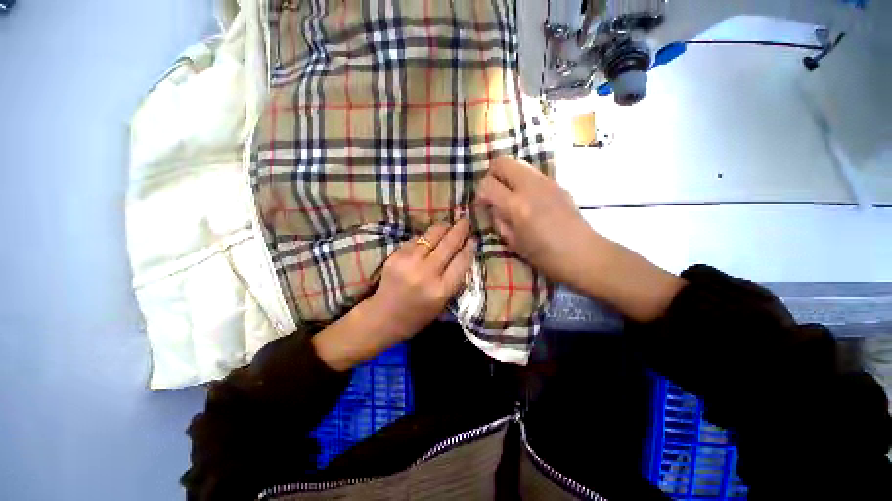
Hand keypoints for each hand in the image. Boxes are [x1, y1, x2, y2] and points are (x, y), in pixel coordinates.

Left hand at [313, 219, 474, 369]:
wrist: (384, 317)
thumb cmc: (418, 315)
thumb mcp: (443, 302)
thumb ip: (454, 278)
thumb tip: (463, 252)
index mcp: (441, 290)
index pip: (462, 260)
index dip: (470, 246)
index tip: (474, 238)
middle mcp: (426, 273)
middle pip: (448, 243)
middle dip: (460, 229)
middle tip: (465, 221)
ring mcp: (409, 262)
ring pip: (431, 235)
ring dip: (443, 227)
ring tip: (449, 224)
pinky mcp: (396, 256)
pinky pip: (416, 239)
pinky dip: (425, 236)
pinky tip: (429, 237)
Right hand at [476, 156, 683, 321]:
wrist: (583, 253)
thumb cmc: (545, 256)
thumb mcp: (513, 242)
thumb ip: (499, 220)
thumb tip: (493, 207)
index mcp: (516, 206)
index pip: (487, 185)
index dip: (480, 194)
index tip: (483, 205)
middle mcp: (529, 187)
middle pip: (501, 162)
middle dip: (491, 175)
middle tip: (493, 193)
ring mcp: (546, 181)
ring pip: (517, 163)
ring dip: (508, 176)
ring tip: (510, 195)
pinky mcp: (557, 183)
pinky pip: (532, 173)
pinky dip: (523, 181)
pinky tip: (528, 199)